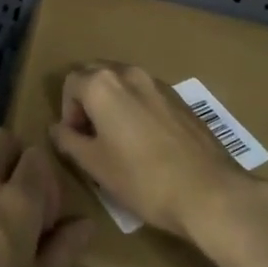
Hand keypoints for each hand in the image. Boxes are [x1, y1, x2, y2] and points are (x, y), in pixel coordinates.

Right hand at [50, 62, 267, 239]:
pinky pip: (147, 95)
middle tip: (93, 136)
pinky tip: (147, 143)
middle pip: (96, 75)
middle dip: (88, 100)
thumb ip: (68, 141)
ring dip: (113, 104)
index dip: (67, 112)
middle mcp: (129, 73)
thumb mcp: (94, 165)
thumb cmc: (142, 179)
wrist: (209, 192)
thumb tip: (57, 128)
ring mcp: (159, 84)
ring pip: (123, 84)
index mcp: (103, 84)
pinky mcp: (181, 99)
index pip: (70, 83)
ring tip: (119, 140)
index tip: (77, 140)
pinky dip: (137, 109)